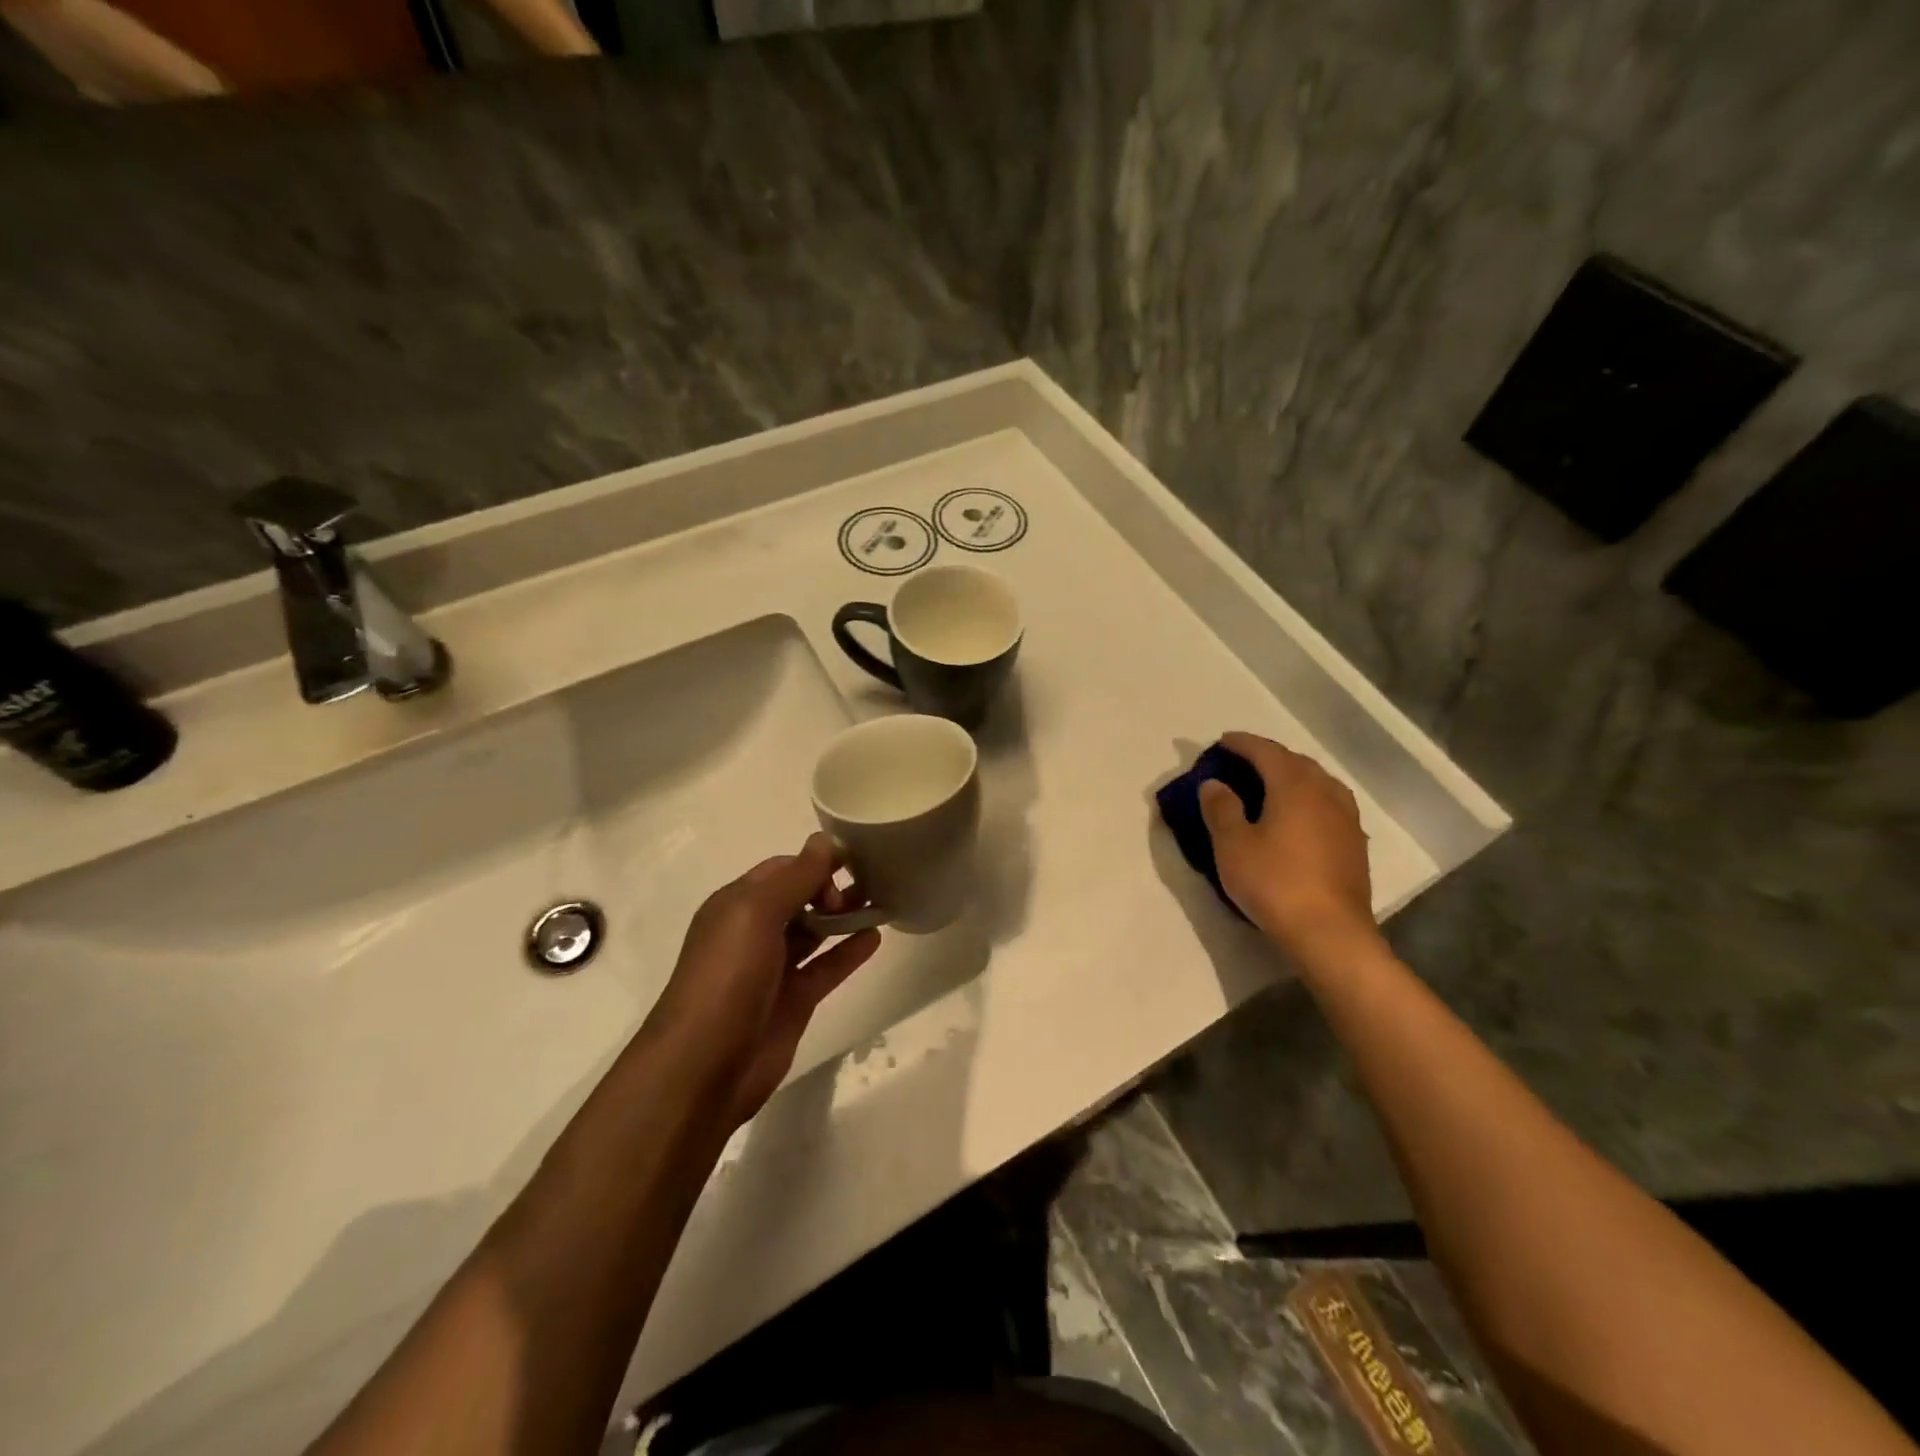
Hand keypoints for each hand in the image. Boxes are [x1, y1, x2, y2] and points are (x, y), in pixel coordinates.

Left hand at [646, 834, 880, 1127]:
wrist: (704, 1066)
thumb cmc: (727, 977)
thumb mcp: (756, 914)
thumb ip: (795, 877)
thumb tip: (824, 841)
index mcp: (736, 905)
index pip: (782, 870)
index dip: (815, 863)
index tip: (853, 862)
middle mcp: (754, 932)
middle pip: (800, 898)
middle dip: (832, 887)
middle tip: (869, 886)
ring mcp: (775, 968)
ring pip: (815, 932)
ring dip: (844, 916)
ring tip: (882, 902)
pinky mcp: (794, 1000)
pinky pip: (826, 967)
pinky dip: (849, 951)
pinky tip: (875, 938)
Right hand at [1199, 732, 1379, 960]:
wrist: (1329, 933)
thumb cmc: (1275, 882)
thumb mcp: (1232, 845)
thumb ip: (1221, 808)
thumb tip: (1214, 783)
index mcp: (1295, 786)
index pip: (1267, 752)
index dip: (1243, 743)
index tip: (1223, 741)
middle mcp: (1326, 793)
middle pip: (1297, 762)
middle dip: (1269, 756)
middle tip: (1243, 761)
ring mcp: (1346, 819)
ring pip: (1319, 782)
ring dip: (1293, 775)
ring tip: (1272, 784)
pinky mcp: (1355, 844)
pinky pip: (1329, 804)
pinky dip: (1309, 798)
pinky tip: (1300, 816)